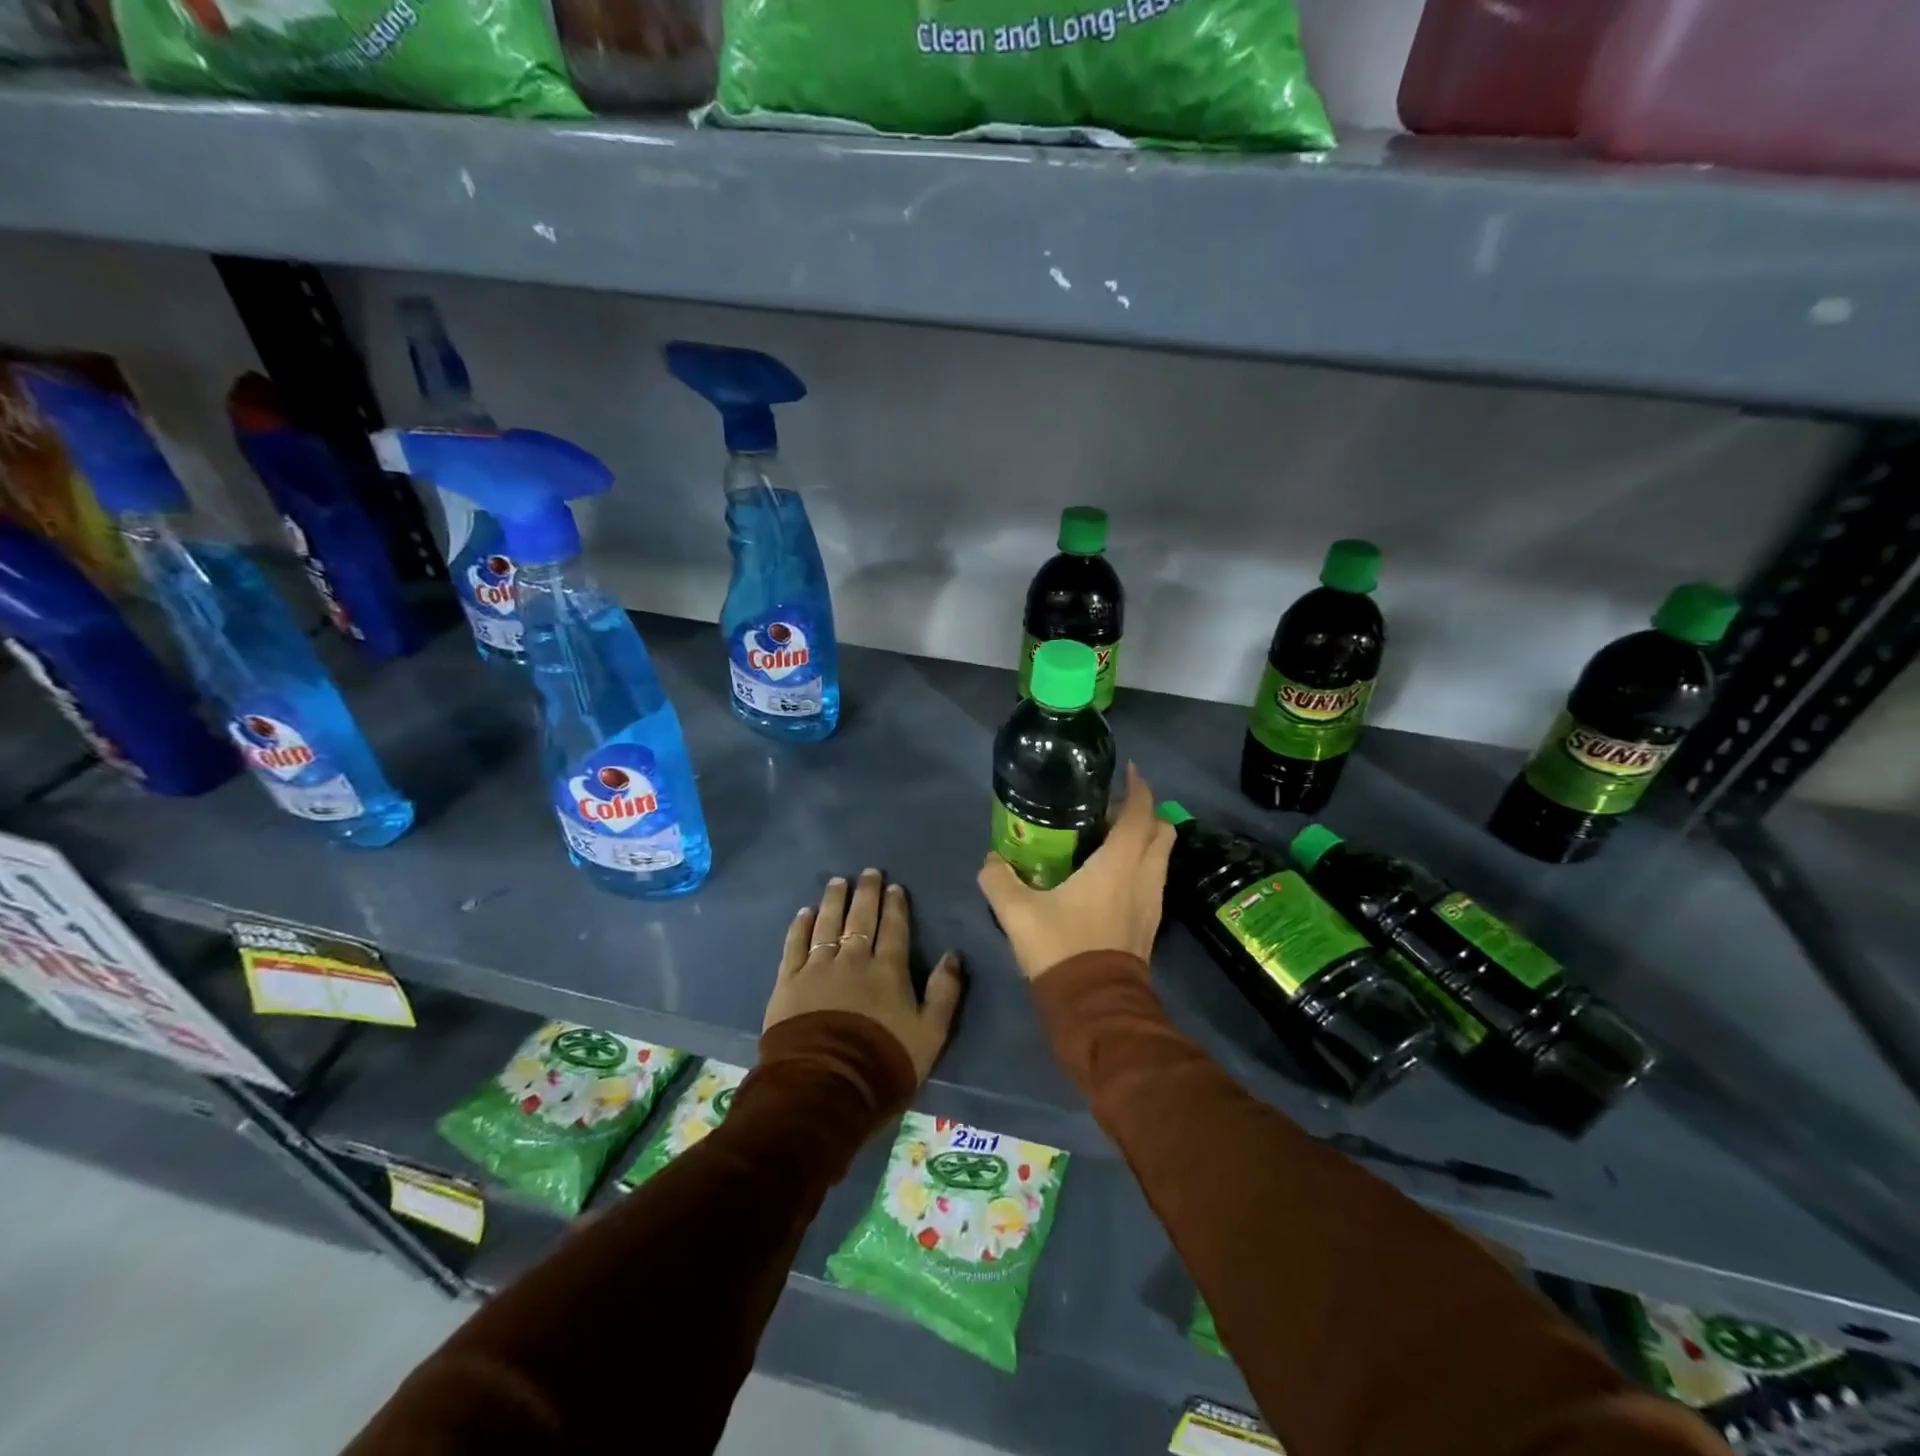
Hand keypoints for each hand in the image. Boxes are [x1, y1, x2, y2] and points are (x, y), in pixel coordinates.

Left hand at [765, 869, 964, 1082]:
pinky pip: (795, 945)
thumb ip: (944, 993)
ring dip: (833, 901)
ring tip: (837, 882)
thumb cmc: (883, 1063)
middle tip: (868, 873)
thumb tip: (953, 955)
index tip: (894, 887)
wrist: (825, 1088)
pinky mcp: (789, 982)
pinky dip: (800, 926)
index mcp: (888, 971)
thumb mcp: (930, 1035)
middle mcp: (853, 960)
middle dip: (866, 893)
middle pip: (860, 918)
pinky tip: (804, 913)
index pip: (894, 929)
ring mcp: (818, 968)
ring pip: (827, 924)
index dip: (895, 906)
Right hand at [977, 763, 1174, 980]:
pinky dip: (1141, 866)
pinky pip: (1153, 880)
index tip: (1128, 771)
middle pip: (1162, 831)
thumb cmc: (1062, 948)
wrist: (1095, 1008)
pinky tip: (1110, 876)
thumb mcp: (1018, 913)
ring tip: (1110, 839)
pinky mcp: (1149, 925)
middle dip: (1145, 813)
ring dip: (1144, 841)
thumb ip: (998, 880)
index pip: (1140, 813)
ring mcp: (1151, 902)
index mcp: (1119, 864)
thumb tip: (990, 860)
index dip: (1138, 788)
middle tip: (1112, 809)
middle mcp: (1143, 877)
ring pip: (1160, 858)